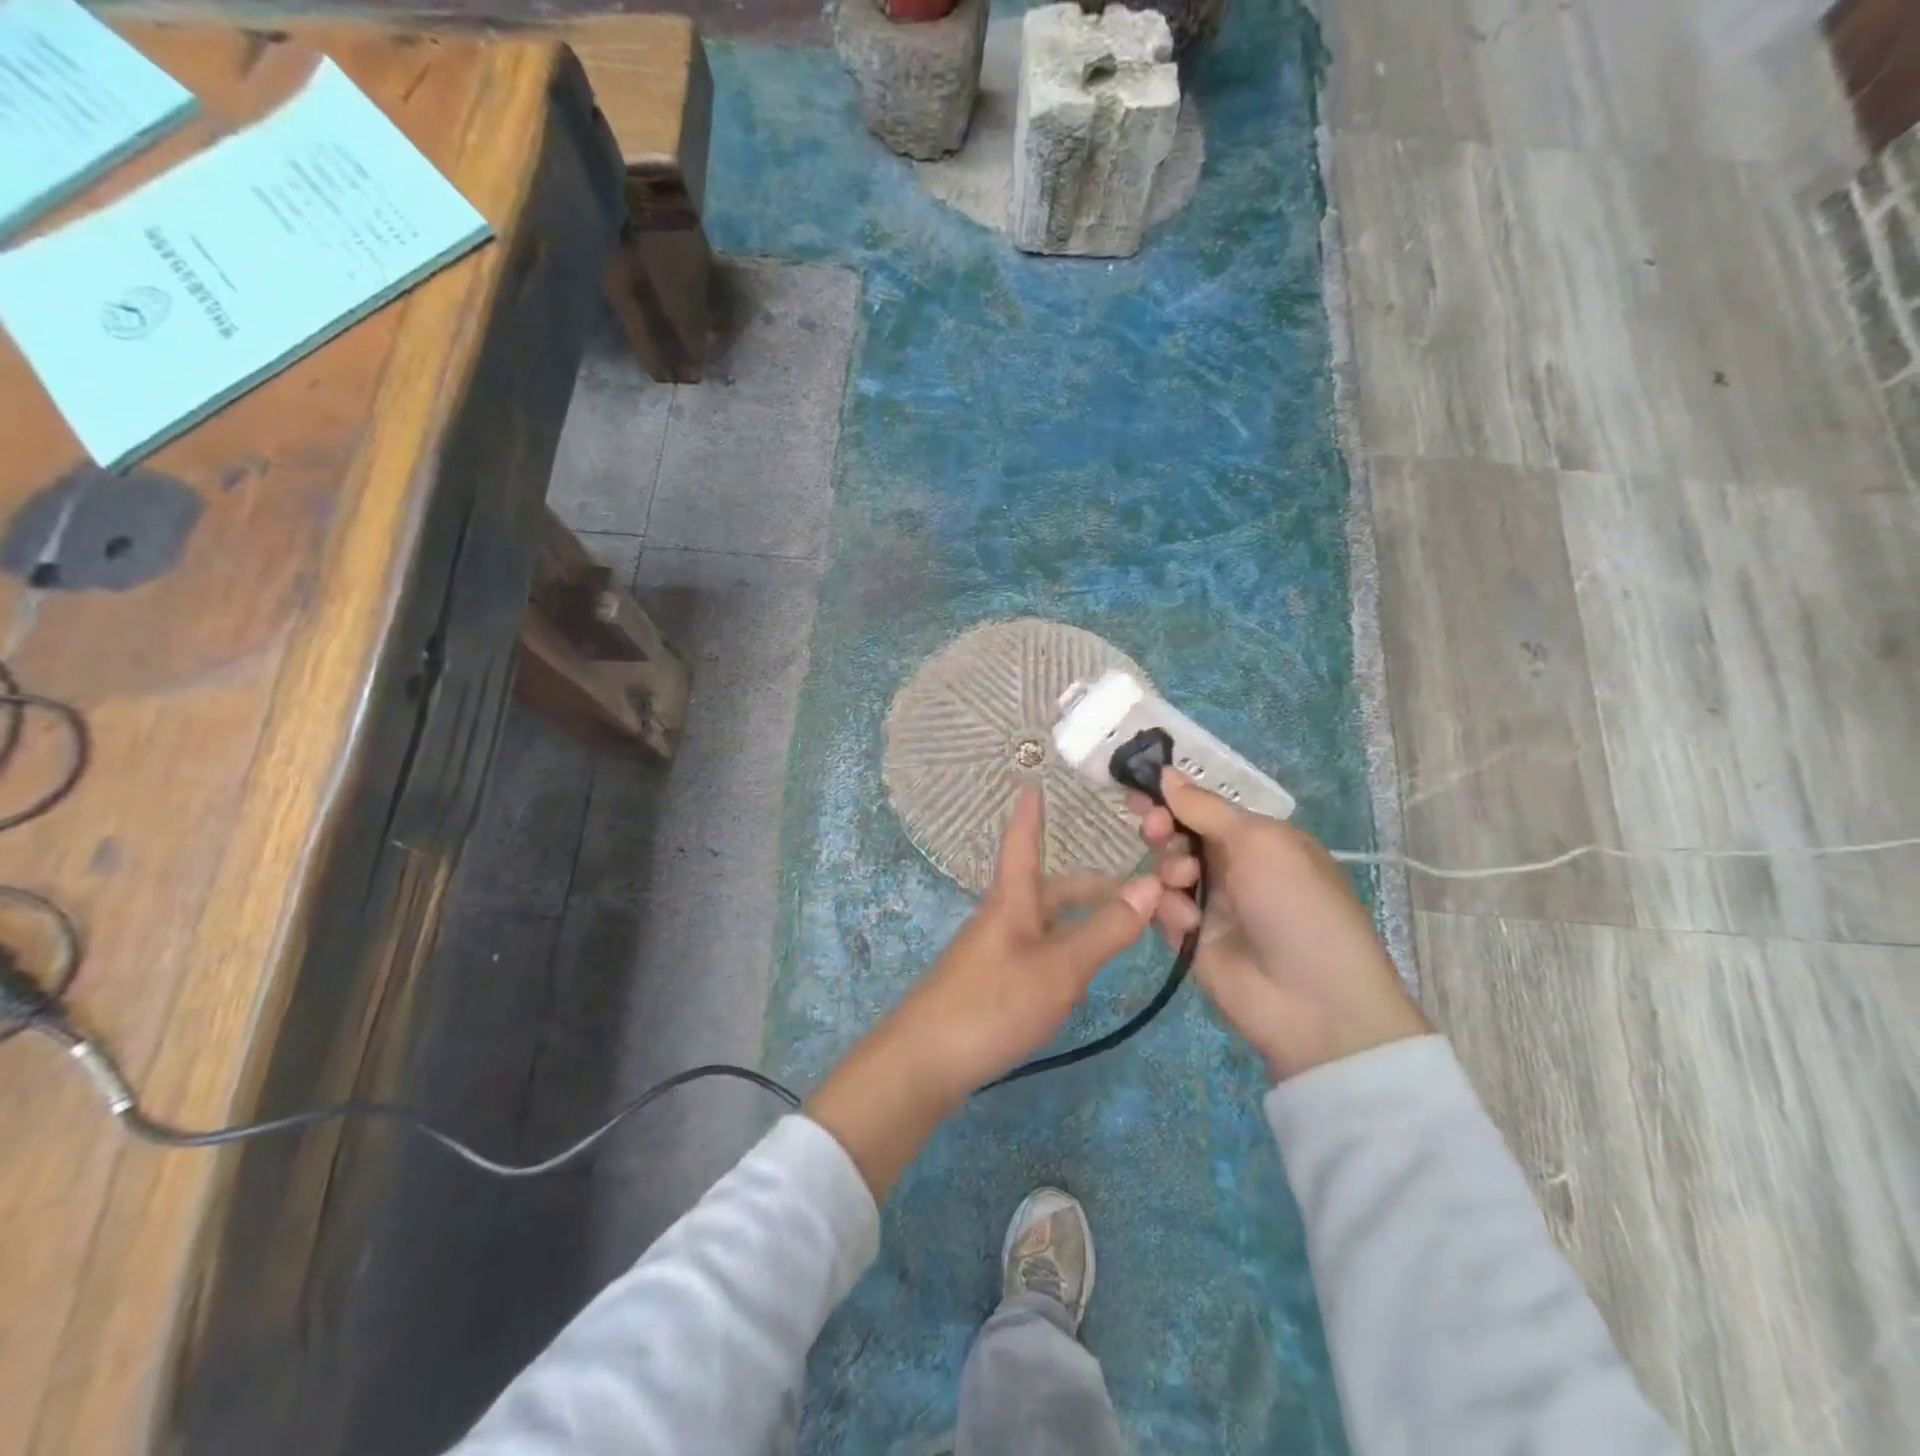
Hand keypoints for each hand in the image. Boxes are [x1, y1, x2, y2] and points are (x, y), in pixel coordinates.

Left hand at [809, 789, 1163, 1198]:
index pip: (1022, 843)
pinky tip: (1086, 968)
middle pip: (1051, 888)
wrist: (925, 1063)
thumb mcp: (1059, 968)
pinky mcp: (993, 981)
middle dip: (1096, 886)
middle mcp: (1003, 917)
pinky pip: (1041, 948)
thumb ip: (1105, 930)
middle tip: (1145, 891)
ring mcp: (996, 951)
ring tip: (1128, 929)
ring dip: (1087, 919)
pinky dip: (1070, 946)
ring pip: (1049, 921)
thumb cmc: (992, 1004)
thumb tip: (1150, 883)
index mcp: (1012, 900)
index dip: (1030, 815)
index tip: (1033, 783)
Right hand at [1130, 771, 1429, 1081]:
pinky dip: (1170, 910)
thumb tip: (1166, 772)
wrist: (1312, 1001)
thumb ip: (1205, 808)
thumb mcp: (1259, 842)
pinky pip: (1162, 909)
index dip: (1172, 798)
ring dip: (1168, 868)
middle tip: (1154, 829)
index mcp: (1259, 839)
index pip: (1204, 808)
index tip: (1139, 788)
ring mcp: (1211, 904)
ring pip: (1165, 870)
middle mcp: (1233, 867)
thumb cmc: (1296, 904)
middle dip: (1162, 828)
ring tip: (1182, 881)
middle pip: (1178, 835)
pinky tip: (1190, 924)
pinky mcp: (1190, 939)